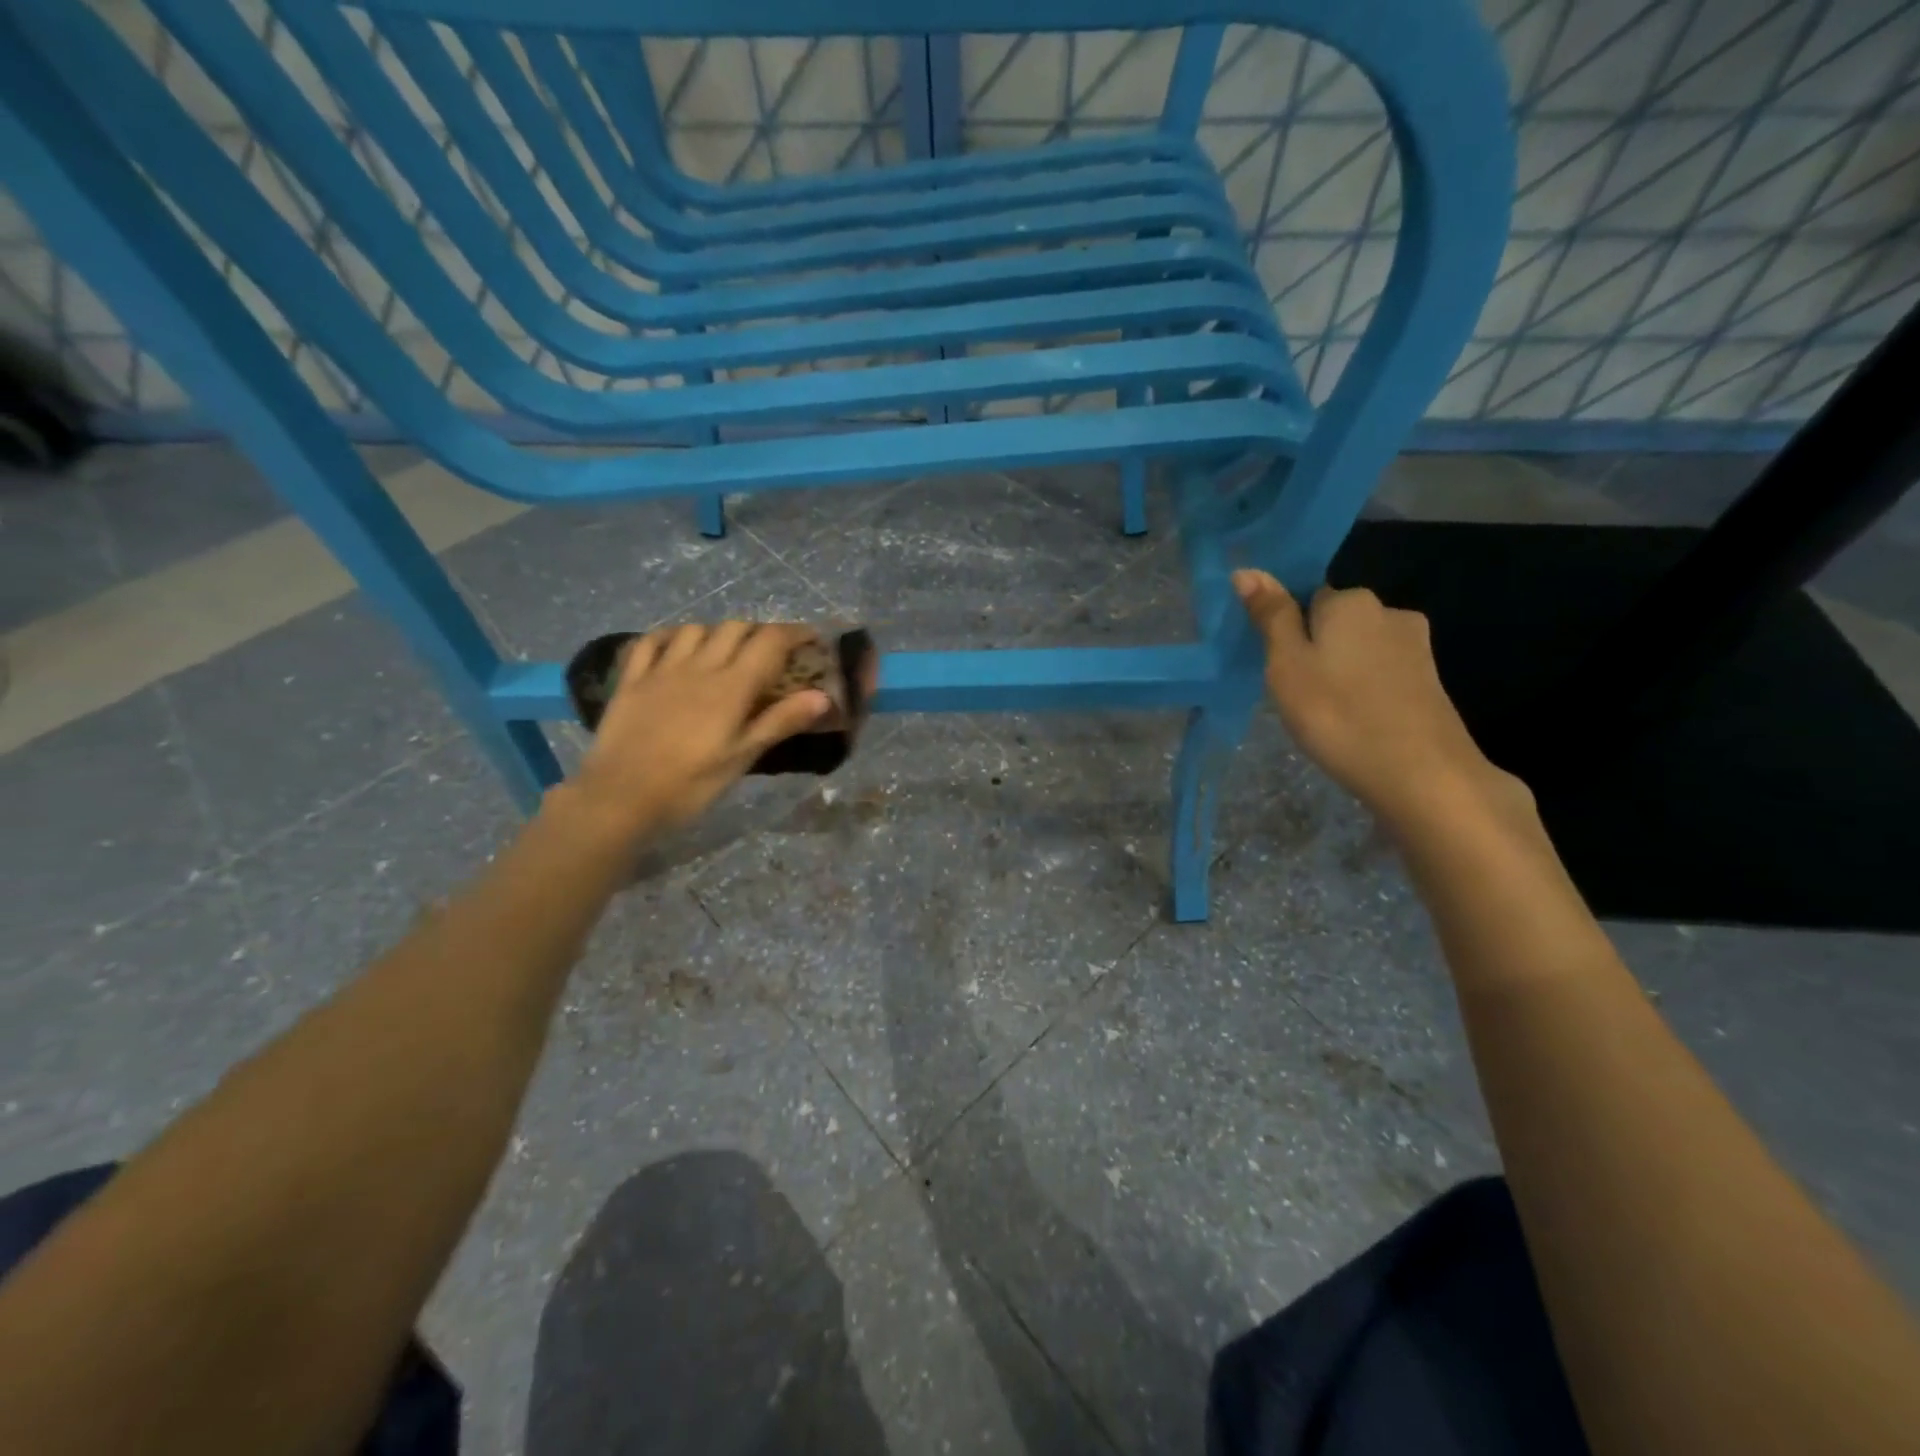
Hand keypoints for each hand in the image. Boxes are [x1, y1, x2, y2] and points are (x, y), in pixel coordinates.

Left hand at [561, 622, 830, 842]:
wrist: (620, 797)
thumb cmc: (690, 784)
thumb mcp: (743, 757)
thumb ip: (781, 721)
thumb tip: (823, 696)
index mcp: (732, 686)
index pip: (770, 642)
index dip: (794, 633)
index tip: (810, 638)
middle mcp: (699, 666)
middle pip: (736, 628)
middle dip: (760, 633)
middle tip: (772, 653)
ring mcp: (661, 669)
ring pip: (696, 629)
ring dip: (719, 633)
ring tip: (726, 652)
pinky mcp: (632, 679)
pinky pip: (652, 641)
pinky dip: (672, 636)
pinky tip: (678, 648)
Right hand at [1233, 570, 1530, 832]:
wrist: (1421, 773)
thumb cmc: (1337, 714)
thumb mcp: (1287, 665)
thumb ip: (1271, 616)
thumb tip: (1246, 570)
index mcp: (1349, 601)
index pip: (1306, 598)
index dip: (1288, 631)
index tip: (1278, 667)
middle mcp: (1388, 610)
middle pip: (1336, 622)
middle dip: (1316, 649)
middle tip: (1297, 694)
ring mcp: (1416, 646)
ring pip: (1360, 649)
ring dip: (1341, 671)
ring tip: (1327, 713)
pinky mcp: (1430, 680)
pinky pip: (1382, 674)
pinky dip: (1366, 690)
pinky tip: (1358, 721)